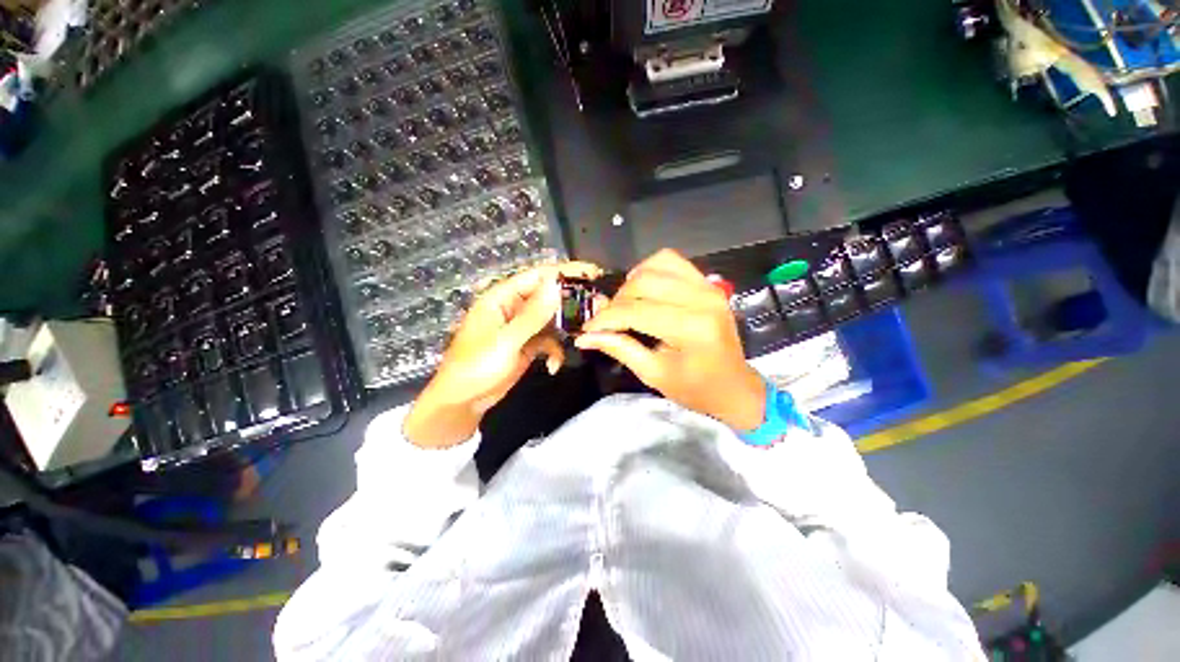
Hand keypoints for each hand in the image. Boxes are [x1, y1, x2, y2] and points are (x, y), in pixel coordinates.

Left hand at [404, 261, 602, 447]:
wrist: (462, 403)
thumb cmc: (476, 367)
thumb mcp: (506, 341)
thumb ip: (533, 315)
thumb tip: (556, 285)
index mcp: (502, 297)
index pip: (538, 276)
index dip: (566, 271)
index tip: (594, 272)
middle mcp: (514, 307)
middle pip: (549, 296)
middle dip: (572, 302)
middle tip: (600, 307)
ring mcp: (522, 327)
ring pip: (552, 318)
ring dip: (567, 328)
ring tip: (586, 335)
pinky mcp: (527, 344)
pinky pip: (549, 340)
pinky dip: (555, 351)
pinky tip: (553, 366)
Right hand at [574, 249, 765, 430]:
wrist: (734, 387)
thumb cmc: (695, 388)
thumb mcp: (653, 374)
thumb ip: (619, 348)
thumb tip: (584, 337)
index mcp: (690, 328)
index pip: (635, 311)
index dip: (605, 319)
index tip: (587, 329)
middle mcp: (701, 299)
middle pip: (643, 283)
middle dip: (616, 302)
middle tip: (606, 321)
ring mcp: (708, 287)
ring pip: (656, 265)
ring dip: (632, 282)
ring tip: (625, 304)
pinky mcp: (708, 284)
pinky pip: (673, 261)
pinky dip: (651, 269)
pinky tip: (644, 287)